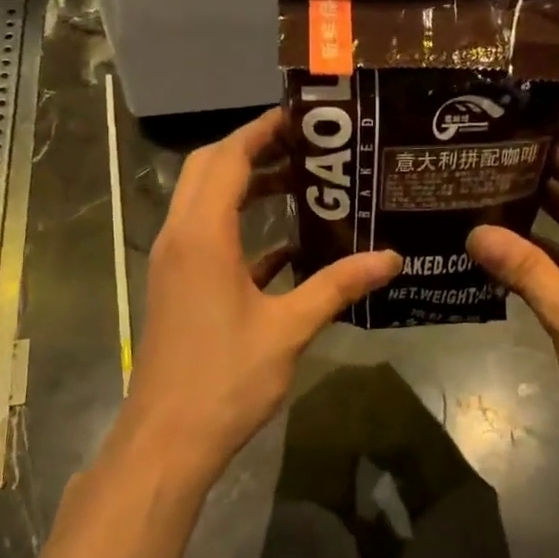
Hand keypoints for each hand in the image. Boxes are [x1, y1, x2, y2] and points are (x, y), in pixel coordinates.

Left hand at [117, 108, 400, 490]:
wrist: (168, 439)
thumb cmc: (225, 379)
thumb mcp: (288, 330)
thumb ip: (337, 287)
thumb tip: (391, 258)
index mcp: (202, 236)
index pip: (227, 158)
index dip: (261, 131)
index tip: (301, 118)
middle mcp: (180, 238)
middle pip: (208, 170)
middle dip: (252, 151)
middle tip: (305, 147)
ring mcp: (175, 264)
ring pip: (204, 203)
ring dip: (244, 188)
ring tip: (300, 185)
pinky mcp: (179, 288)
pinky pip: (208, 240)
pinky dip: (241, 231)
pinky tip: (287, 248)